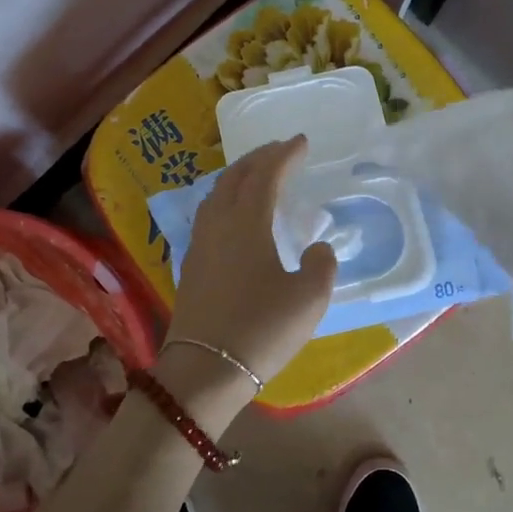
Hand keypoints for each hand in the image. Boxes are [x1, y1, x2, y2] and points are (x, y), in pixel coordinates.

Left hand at [162, 136, 337, 410]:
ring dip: (239, 177)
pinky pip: (209, 214)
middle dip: (258, 158)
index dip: (284, 154)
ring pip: (217, 194)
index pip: (266, 175)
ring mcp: (200, 244)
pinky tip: (235, 216)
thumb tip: (315, 248)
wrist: (204, 370)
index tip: (301, 141)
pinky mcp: (192, 265)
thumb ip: (321, 264)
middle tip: (279, 150)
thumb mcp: (309, 298)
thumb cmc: (261, 329)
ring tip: (257, 176)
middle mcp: (218, 223)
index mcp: (247, 222)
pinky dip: (227, 200)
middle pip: (235, 176)